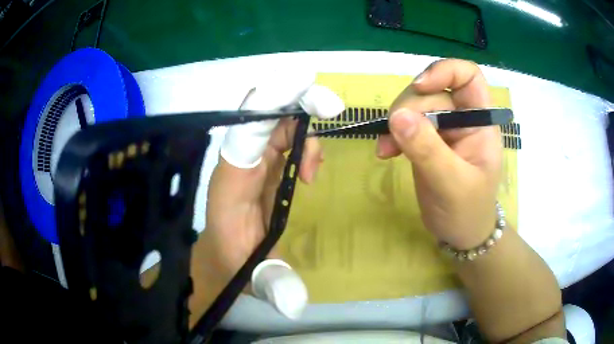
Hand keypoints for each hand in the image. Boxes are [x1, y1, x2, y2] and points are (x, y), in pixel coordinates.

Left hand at [189, 75, 343, 322]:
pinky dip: (302, 142)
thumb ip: (273, 285)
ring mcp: (250, 161)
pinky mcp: (261, 164)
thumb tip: (296, 305)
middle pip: (263, 115)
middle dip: (297, 103)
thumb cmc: (232, 264)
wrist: (222, 258)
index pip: (245, 134)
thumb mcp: (253, 279)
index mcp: (230, 183)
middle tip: (331, 108)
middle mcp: (238, 163)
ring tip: (312, 171)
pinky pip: (282, 137)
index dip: (272, 108)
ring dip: (303, 129)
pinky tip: (308, 170)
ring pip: (276, 122)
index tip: (309, 95)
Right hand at [376, 59, 501, 248]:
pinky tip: (386, 152)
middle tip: (394, 133)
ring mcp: (443, 129)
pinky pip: (406, 124)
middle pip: (433, 90)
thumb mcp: (452, 183)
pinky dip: (393, 134)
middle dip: (411, 107)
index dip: (444, 72)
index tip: (420, 87)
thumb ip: (428, 150)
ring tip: (386, 148)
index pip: (468, 76)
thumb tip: (397, 116)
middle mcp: (463, 118)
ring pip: (415, 105)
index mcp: (481, 121)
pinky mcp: (427, 140)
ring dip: (396, 121)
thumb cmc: (467, 211)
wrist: (460, 234)